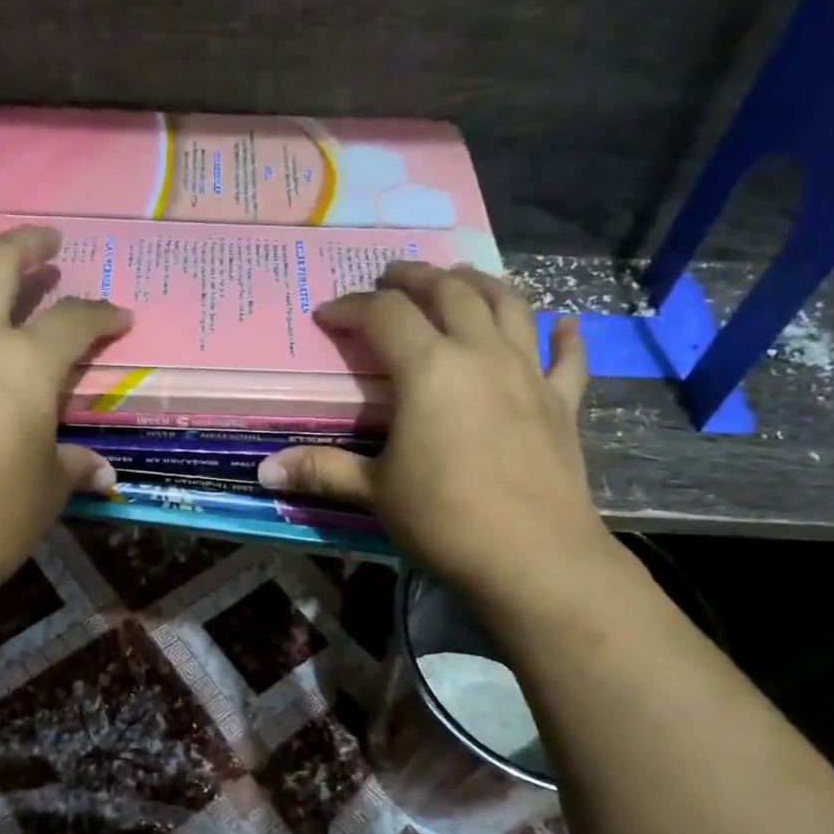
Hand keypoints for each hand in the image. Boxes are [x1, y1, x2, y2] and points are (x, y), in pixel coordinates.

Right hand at [258, 262, 611, 602]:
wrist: (533, 556)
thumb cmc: (444, 519)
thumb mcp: (375, 492)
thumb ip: (323, 470)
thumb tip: (265, 471)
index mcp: (429, 368)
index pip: (384, 315)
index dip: (351, 307)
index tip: (327, 315)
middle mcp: (481, 353)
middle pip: (449, 291)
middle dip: (414, 277)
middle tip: (390, 278)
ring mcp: (528, 373)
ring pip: (508, 305)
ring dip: (480, 283)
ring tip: (459, 279)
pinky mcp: (563, 402)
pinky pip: (567, 357)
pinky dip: (565, 335)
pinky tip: (564, 324)